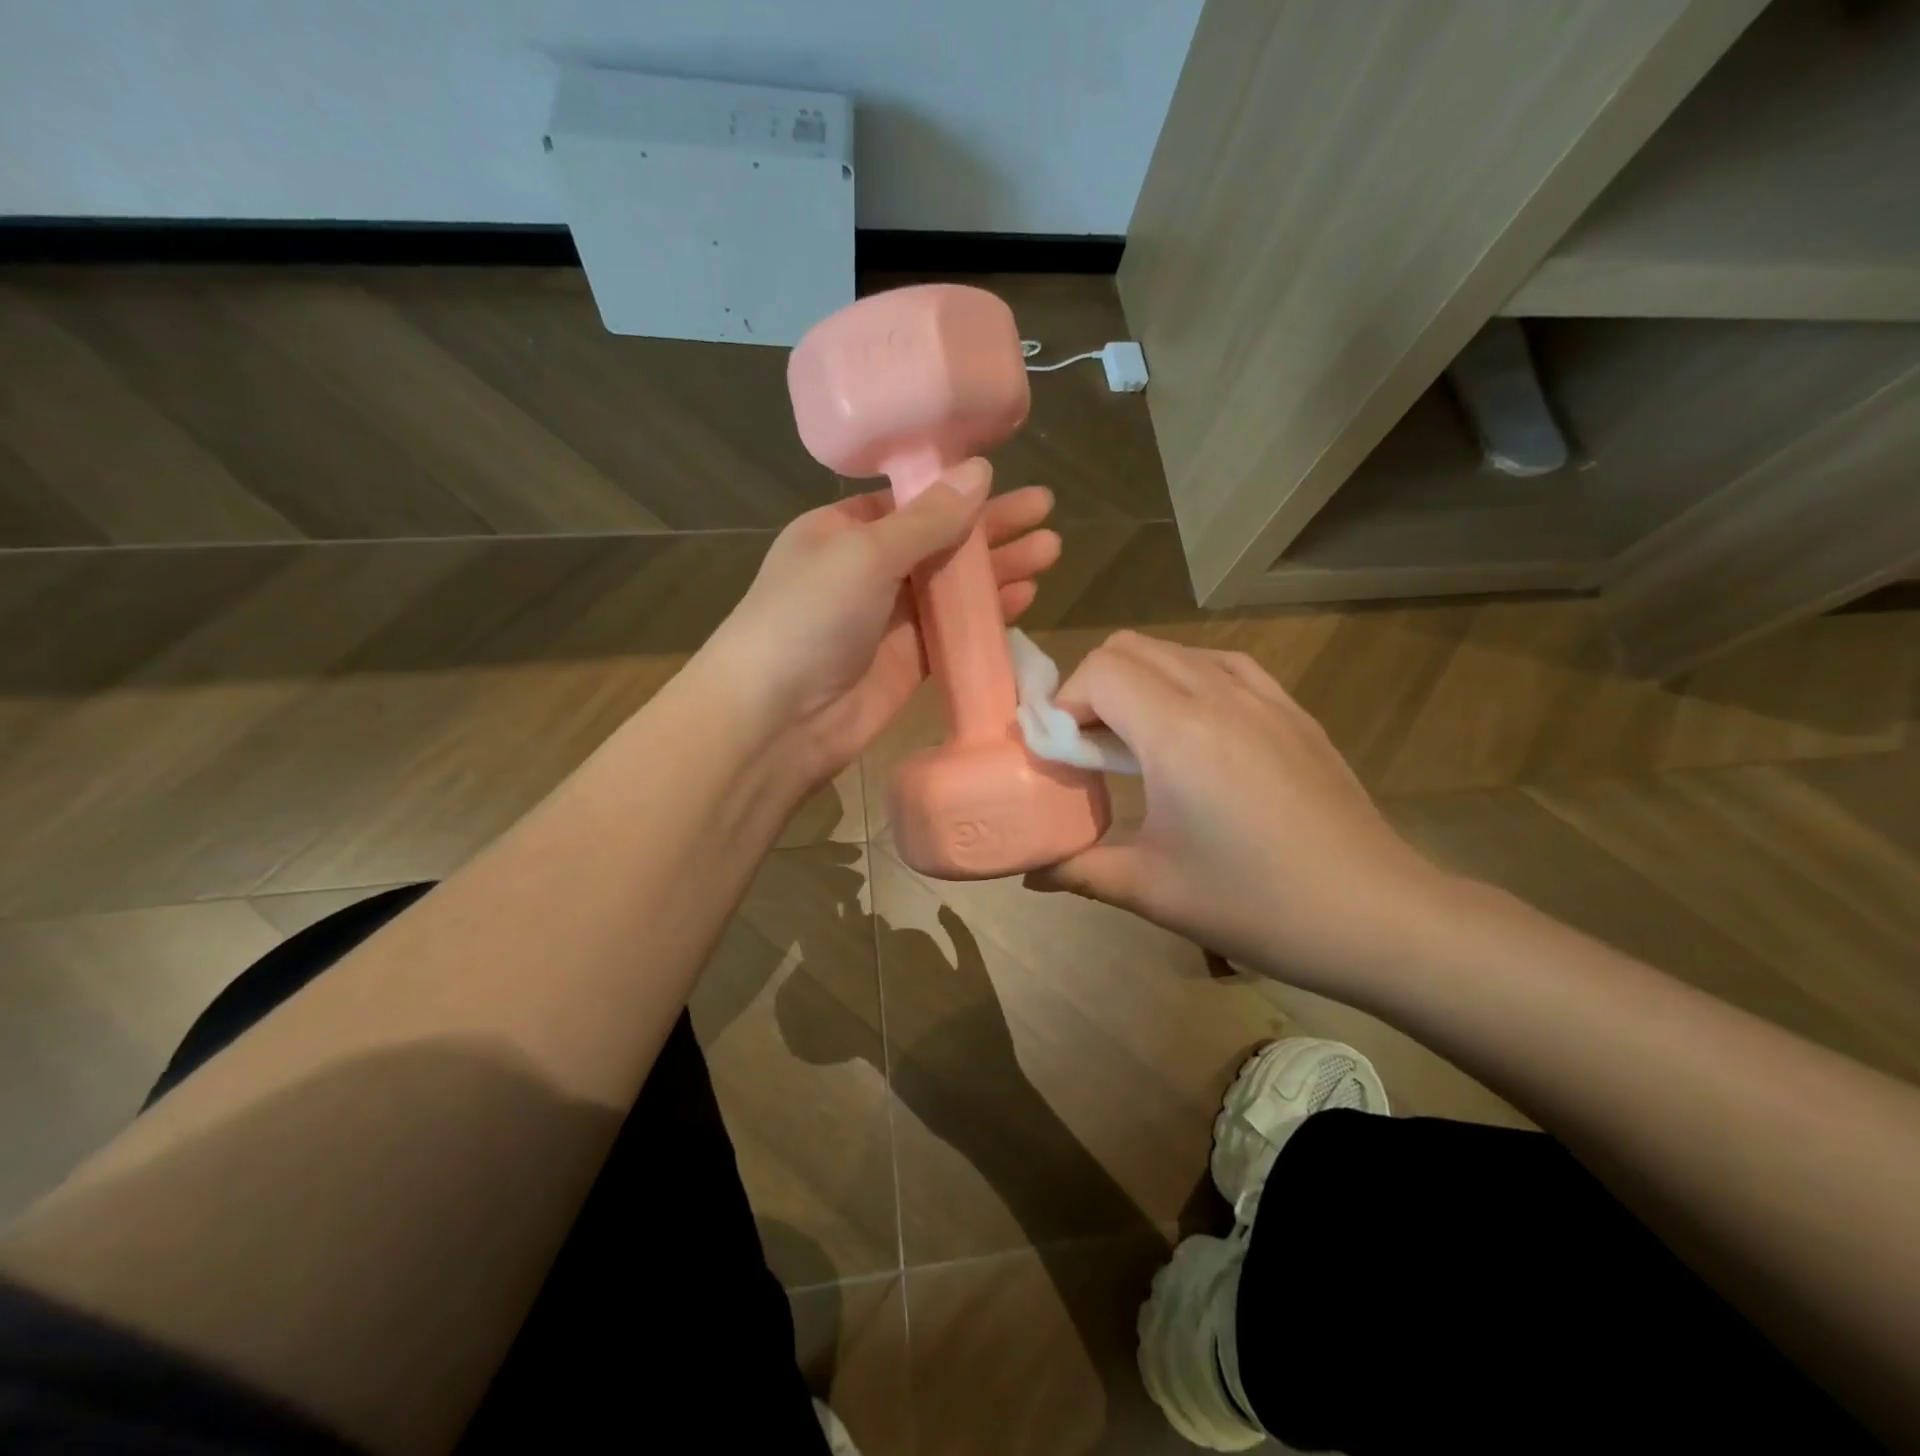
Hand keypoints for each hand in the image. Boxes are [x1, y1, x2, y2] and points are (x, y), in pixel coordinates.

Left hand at [708, 459, 1058, 781]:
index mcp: (841, 531)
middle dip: (992, 529)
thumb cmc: (808, 618)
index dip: (957, 490)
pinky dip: (987, 615)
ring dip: (998, 570)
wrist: (777, 719)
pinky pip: (955, 631)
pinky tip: (1025, 598)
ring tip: (1050, 552)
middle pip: (940, 541)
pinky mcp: (908, 663)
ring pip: (952, 587)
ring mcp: (888, 620)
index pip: (908, 501)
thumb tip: (980, 470)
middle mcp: (866, 571)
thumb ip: (927, 519)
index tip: (1006, 478)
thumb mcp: (864, 553)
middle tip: (1048, 514)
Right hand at [1027, 631, 1452, 996]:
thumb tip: (1030, 871)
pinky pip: (1223, 666)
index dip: (1065, 704)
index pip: (1099, 670)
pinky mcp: (1293, 711)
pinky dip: (1188, 681)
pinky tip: (1193, 730)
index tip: (1063, 754)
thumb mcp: (1152, 890)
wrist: (1376, 916)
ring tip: (1137, 740)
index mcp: (1178, 732)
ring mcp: (1264, 697)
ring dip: (1139, 681)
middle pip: (1130, 648)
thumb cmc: (1255, 904)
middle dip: (1093, 687)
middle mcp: (1218, 694)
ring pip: (1176, 650)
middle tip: (1089, 747)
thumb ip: (1079, 869)